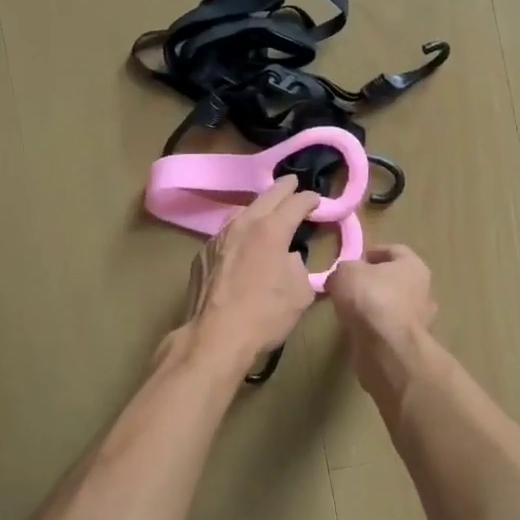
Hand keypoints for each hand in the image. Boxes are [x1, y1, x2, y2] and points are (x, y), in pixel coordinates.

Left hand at [179, 176, 321, 369]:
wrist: (215, 336)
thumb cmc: (265, 315)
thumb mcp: (300, 292)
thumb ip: (299, 266)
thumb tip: (288, 258)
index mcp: (271, 229)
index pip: (295, 203)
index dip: (309, 199)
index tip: (316, 200)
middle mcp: (243, 225)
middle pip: (266, 197)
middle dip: (283, 189)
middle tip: (293, 183)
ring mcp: (218, 238)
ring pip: (241, 212)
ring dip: (257, 208)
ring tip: (266, 211)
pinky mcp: (202, 255)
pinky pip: (225, 235)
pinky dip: (239, 233)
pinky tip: (241, 244)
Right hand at [325, 245, 438, 396]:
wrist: (387, 348)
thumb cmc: (371, 298)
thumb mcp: (345, 272)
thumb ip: (344, 269)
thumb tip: (342, 276)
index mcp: (413, 266)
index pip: (394, 250)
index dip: (371, 252)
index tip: (352, 261)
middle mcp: (423, 290)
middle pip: (395, 279)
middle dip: (373, 281)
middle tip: (349, 286)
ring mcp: (420, 320)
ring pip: (393, 305)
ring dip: (374, 306)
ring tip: (350, 310)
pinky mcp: (410, 344)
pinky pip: (389, 328)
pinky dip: (375, 327)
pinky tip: (357, 329)